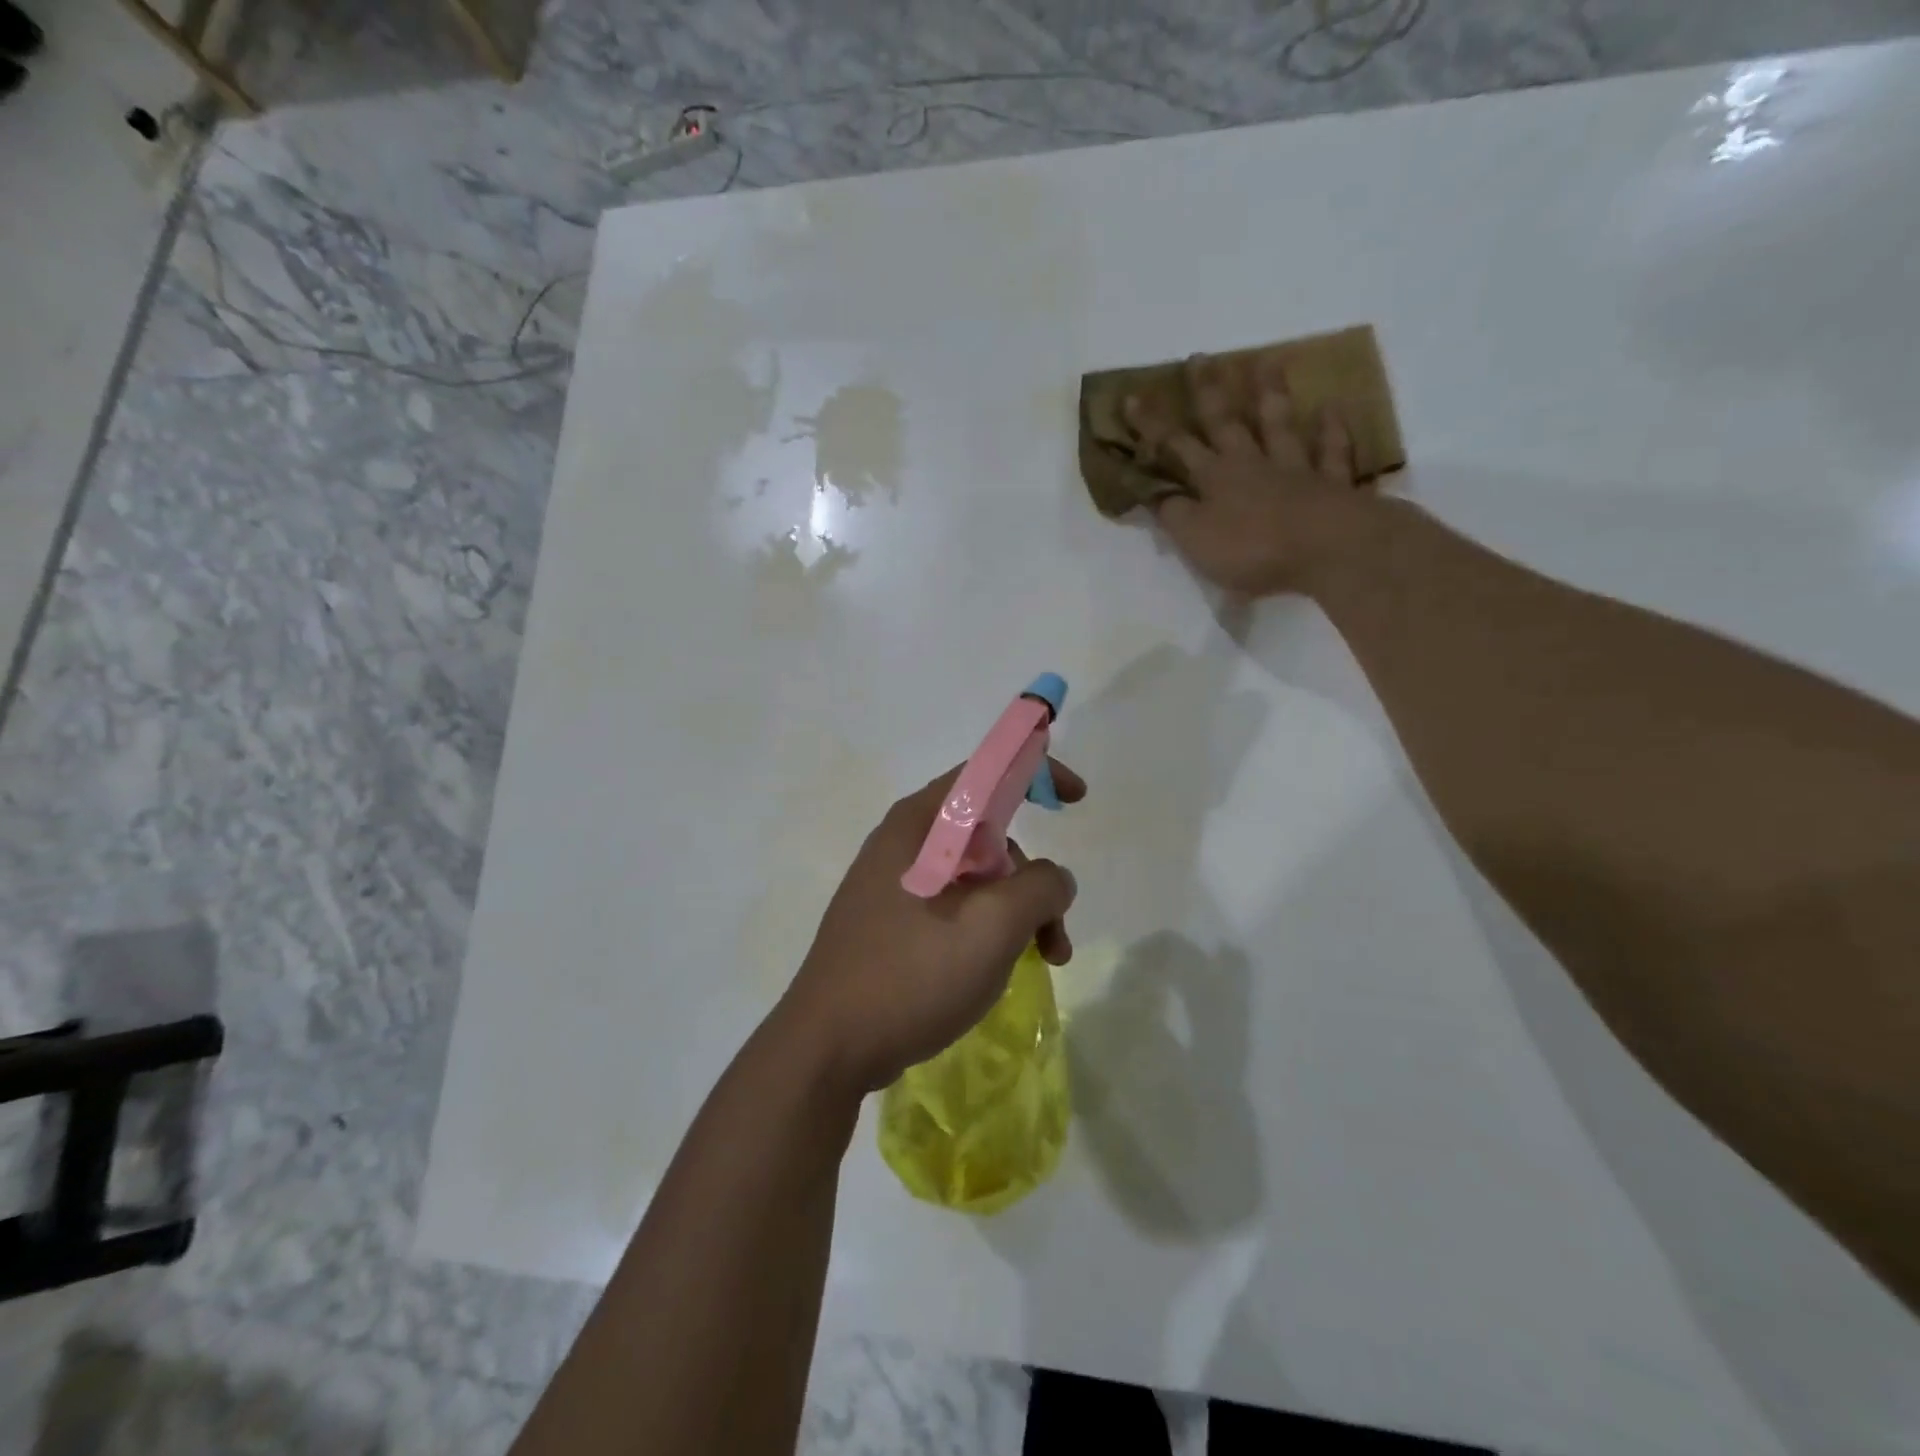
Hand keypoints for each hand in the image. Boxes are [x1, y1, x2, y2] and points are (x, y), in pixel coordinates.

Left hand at [775, 762, 1083, 1094]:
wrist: (828, 1048)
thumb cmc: (911, 974)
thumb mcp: (993, 926)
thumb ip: (1039, 887)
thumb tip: (1053, 880)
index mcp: (919, 824)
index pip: (985, 772)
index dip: (1034, 772)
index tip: (1076, 800)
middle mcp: (903, 843)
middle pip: (987, 835)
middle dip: (1031, 877)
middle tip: (1054, 932)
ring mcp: (893, 885)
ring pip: (974, 877)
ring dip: (1016, 911)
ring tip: (1041, 962)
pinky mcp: (890, 922)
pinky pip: (953, 907)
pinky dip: (986, 928)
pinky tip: (997, 969)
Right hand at [1124, 351, 1372, 596]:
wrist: (1325, 549)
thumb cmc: (1251, 548)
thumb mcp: (1196, 538)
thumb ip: (1174, 514)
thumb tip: (1158, 494)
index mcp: (1214, 479)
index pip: (1176, 446)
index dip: (1152, 425)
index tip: (1133, 396)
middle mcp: (1251, 464)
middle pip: (1226, 422)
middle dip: (1208, 392)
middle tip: (1200, 358)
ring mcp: (1294, 470)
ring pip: (1279, 425)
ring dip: (1271, 395)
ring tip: (1267, 361)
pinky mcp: (1331, 484)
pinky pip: (1331, 452)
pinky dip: (1331, 430)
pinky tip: (1332, 407)